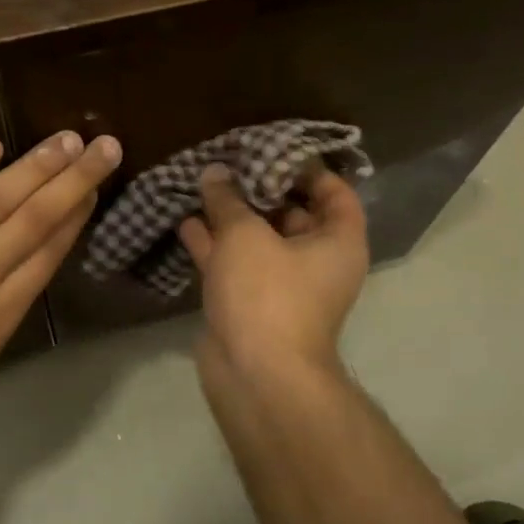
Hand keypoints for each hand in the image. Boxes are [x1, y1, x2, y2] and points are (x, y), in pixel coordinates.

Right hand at [178, 161, 368, 389]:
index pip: (335, 193)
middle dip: (260, 189)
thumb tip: (215, 172)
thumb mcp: (246, 235)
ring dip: (232, 217)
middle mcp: (317, 262)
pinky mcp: (251, 304)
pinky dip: (214, 245)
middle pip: (292, 214)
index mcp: (337, 242)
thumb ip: (228, 199)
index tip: (274, 150)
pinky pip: (235, 264)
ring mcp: (282, 285)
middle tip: (230, 161)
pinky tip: (186, 220)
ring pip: (258, 240)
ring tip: (203, 184)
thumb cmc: (267, 293)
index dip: (308, 169)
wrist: (256, 374)